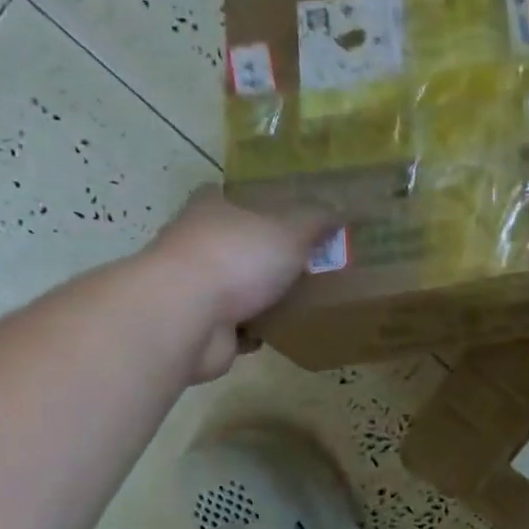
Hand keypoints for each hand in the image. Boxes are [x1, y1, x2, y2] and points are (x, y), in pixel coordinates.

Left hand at [148, 185, 336, 380]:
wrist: (188, 317)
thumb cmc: (237, 258)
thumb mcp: (290, 230)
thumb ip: (316, 220)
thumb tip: (340, 209)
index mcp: (210, 211)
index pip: (225, 196)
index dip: (251, 203)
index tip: (280, 213)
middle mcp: (194, 245)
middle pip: (232, 244)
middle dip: (261, 254)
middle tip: (304, 262)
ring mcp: (193, 289)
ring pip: (233, 287)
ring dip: (258, 296)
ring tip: (300, 299)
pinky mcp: (200, 327)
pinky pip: (235, 327)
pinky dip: (254, 330)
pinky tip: (281, 331)